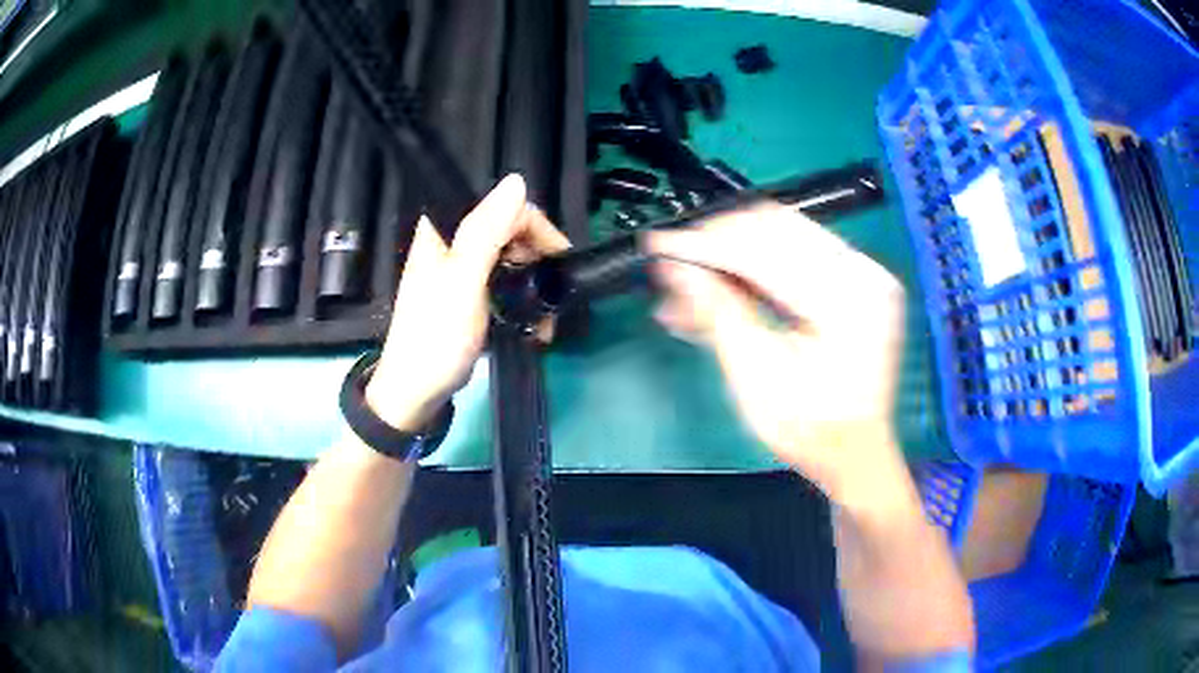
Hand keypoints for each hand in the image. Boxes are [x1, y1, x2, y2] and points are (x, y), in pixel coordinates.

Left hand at [365, 174, 569, 430]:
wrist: (416, 391)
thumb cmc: (436, 337)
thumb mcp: (463, 281)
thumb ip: (487, 231)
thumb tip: (517, 181)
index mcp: (445, 230)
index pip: (503, 208)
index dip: (535, 229)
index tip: (556, 260)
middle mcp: (453, 243)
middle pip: (510, 231)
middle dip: (538, 262)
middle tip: (552, 296)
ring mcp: (461, 270)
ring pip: (511, 259)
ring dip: (534, 285)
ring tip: (545, 318)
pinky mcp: (468, 295)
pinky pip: (504, 284)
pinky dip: (522, 301)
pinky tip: (533, 324)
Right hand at [648, 205, 911, 510]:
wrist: (853, 452)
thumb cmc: (810, 429)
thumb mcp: (756, 376)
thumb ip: (717, 311)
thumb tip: (674, 267)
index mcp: (845, 301)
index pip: (763, 252)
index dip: (704, 246)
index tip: (660, 246)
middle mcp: (862, 273)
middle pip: (774, 229)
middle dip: (716, 244)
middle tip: (673, 265)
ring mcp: (862, 273)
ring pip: (782, 234)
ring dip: (732, 252)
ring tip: (692, 283)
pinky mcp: (854, 279)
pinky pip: (797, 251)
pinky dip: (756, 264)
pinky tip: (724, 284)